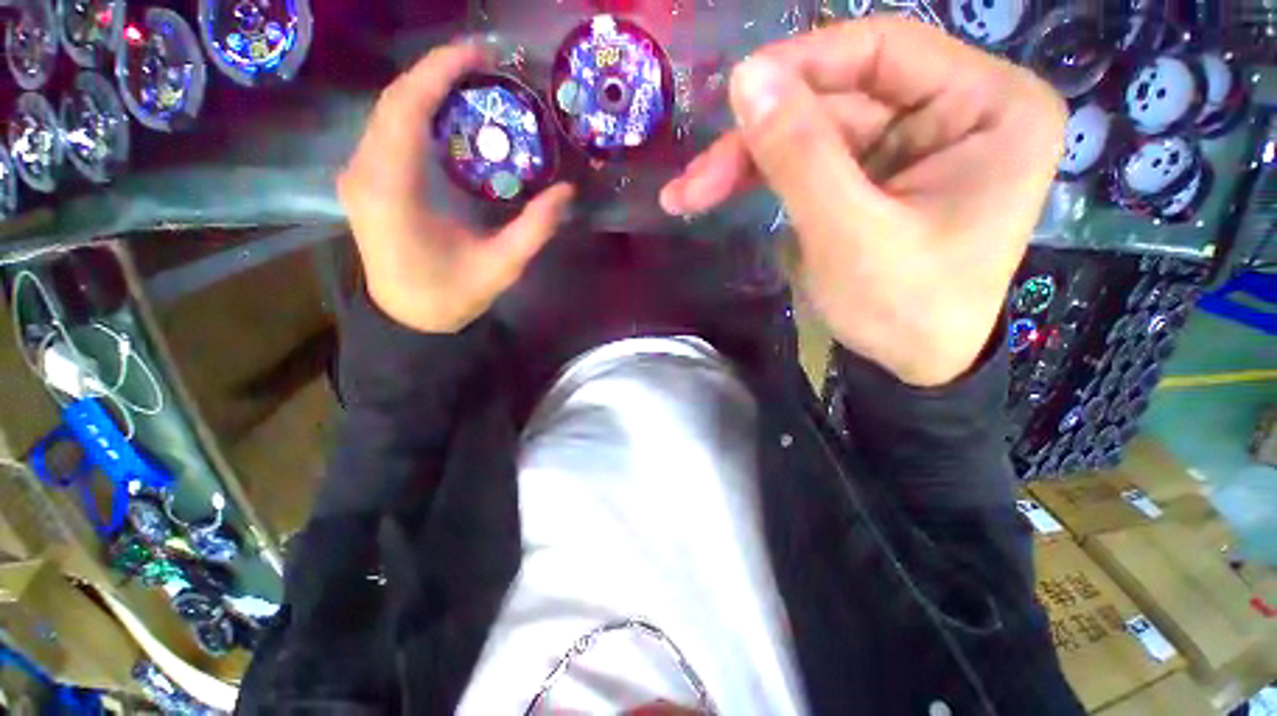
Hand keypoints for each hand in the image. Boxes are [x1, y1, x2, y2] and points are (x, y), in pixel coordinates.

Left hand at [338, 43, 574, 333]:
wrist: (409, 318)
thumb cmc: (452, 295)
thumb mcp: (502, 266)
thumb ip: (534, 229)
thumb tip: (566, 192)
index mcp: (393, 191)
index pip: (406, 109)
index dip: (440, 72)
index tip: (478, 54)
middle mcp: (364, 173)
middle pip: (394, 100)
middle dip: (436, 73)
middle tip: (483, 64)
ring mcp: (358, 175)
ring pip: (387, 111)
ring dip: (426, 90)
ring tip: (470, 83)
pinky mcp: (363, 181)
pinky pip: (386, 131)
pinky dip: (416, 112)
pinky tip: (446, 115)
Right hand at [660, 19, 1065, 385]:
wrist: (915, 365)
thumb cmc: (904, 310)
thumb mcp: (850, 235)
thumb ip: (801, 155)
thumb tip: (745, 78)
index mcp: (988, 105)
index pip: (882, 50)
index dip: (801, 66)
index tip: (733, 93)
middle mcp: (955, 109)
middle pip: (835, 99)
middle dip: (757, 139)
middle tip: (692, 181)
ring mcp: (909, 144)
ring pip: (811, 132)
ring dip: (746, 163)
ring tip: (687, 194)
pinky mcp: (874, 175)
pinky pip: (810, 161)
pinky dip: (760, 178)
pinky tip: (717, 193)